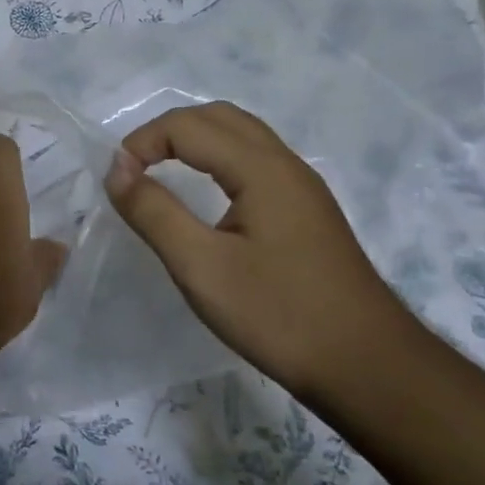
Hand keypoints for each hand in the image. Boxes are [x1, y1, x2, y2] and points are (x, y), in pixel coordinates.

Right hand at [103, 101, 418, 394]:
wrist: (369, 367)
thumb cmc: (278, 315)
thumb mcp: (200, 266)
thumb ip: (153, 211)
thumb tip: (116, 168)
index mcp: (262, 169)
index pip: (188, 126)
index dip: (143, 142)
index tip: (116, 181)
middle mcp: (285, 165)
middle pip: (218, 117)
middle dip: (167, 131)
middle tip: (134, 167)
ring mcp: (301, 187)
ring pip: (240, 135)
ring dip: (193, 140)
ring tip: (159, 172)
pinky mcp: (307, 210)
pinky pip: (254, 160)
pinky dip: (216, 158)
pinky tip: (204, 195)